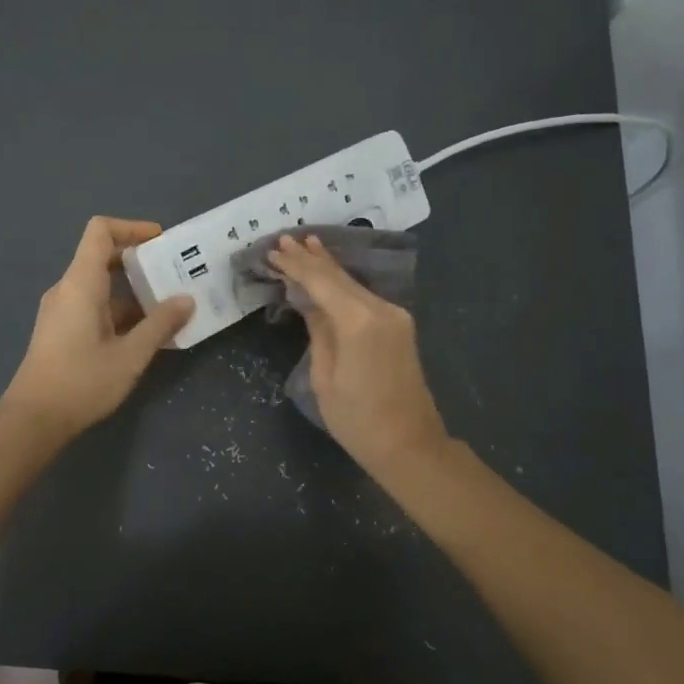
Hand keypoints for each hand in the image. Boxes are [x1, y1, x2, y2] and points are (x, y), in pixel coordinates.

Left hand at [1, 217, 193, 439]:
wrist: (33, 420)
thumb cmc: (82, 382)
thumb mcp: (130, 355)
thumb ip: (160, 324)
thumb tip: (187, 300)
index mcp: (80, 283)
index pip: (100, 231)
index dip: (132, 227)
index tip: (161, 241)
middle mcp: (68, 289)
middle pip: (103, 256)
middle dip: (140, 261)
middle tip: (175, 273)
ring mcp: (62, 310)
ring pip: (101, 285)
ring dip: (134, 291)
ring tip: (169, 305)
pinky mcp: (61, 330)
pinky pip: (94, 305)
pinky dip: (121, 310)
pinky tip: (146, 332)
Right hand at [266, 234, 450, 477]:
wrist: (409, 444)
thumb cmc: (357, 418)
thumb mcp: (324, 376)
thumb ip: (318, 331)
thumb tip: (309, 303)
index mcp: (358, 321)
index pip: (321, 281)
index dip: (295, 265)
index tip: (273, 250)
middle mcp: (380, 309)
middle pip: (339, 276)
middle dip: (310, 258)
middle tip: (285, 240)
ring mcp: (394, 315)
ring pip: (352, 283)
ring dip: (327, 266)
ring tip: (305, 245)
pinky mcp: (399, 325)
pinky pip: (363, 296)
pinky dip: (342, 283)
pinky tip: (329, 272)